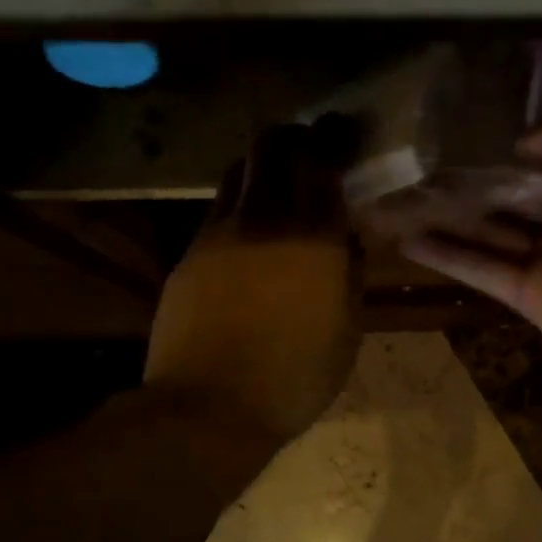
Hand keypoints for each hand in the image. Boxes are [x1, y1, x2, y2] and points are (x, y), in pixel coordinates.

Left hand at [145, 123, 361, 446]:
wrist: (209, 408)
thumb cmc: (294, 379)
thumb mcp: (347, 334)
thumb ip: (351, 276)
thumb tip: (350, 240)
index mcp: (314, 239)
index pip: (323, 163)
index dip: (333, 140)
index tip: (341, 133)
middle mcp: (266, 220)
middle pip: (274, 148)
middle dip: (294, 137)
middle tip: (309, 146)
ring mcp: (220, 233)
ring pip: (240, 171)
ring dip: (262, 164)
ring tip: (276, 181)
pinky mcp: (190, 252)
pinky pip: (218, 207)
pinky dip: (239, 200)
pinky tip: (248, 225)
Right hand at [402, 107, 541, 398]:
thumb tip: (523, 141)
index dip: (504, 148)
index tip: (458, 130)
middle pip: (511, 198)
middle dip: (470, 184)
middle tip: (416, 165)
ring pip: (490, 234)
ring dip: (448, 218)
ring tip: (400, 198)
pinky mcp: (534, 300)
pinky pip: (484, 272)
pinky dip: (448, 257)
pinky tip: (408, 239)